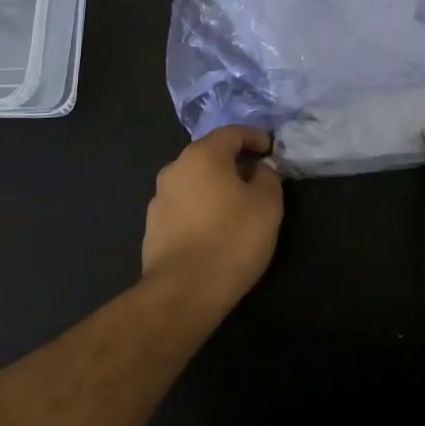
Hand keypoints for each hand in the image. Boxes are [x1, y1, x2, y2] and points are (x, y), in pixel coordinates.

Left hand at [143, 127, 283, 306]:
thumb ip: (268, 176)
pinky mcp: (153, 228)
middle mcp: (175, 169)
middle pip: (210, 155)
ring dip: (216, 186)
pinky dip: (201, 208)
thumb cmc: (232, 239)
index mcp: (202, 155)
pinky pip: (184, 206)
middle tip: (258, 177)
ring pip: (195, 181)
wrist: (183, 292)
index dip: (255, 137)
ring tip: (237, 205)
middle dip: (234, 162)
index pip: (232, 133)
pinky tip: (215, 229)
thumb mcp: (267, 204)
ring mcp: (159, 199)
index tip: (271, 149)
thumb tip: (261, 167)